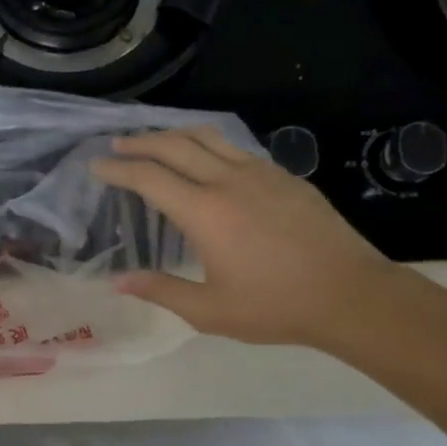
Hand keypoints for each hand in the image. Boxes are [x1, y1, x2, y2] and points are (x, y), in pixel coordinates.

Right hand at [93, 127, 400, 351]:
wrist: (349, 294)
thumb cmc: (275, 306)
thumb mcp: (210, 311)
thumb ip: (161, 291)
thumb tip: (118, 281)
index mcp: (204, 212)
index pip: (149, 178)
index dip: (118, 169)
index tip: (97, 166)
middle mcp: (228, 181)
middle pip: (174, 145)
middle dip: (140, 142)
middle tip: (117, 145)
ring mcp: (260, 173)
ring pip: (208, 137)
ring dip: (175, 134)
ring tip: (156, 140)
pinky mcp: (285, 176)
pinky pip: (236, 149)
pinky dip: (209, 145)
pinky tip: (208, 160)